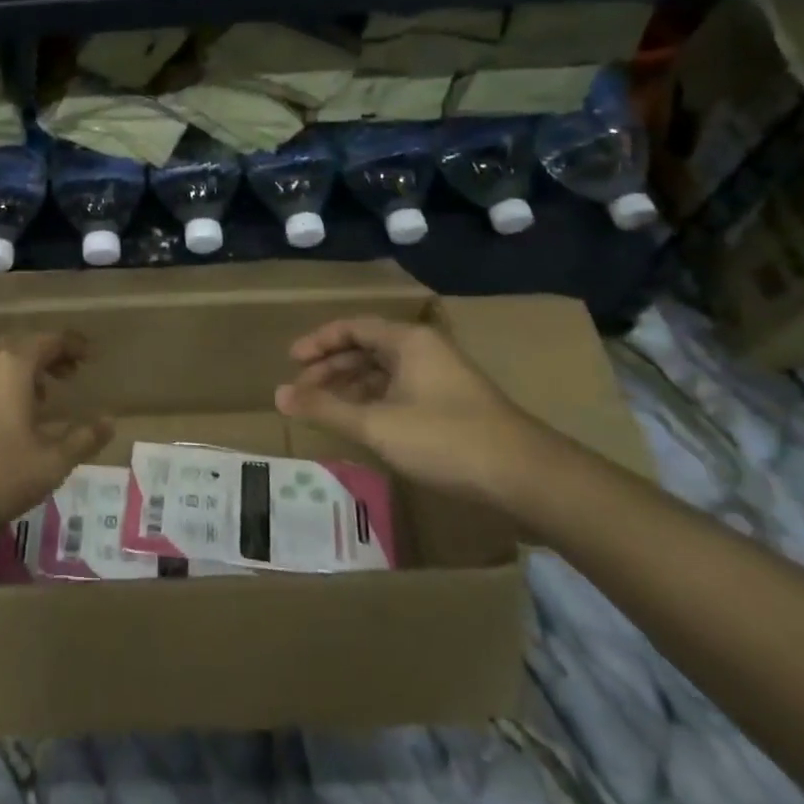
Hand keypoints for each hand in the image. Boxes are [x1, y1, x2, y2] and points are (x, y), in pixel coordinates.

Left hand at [0, 332, 110, 545]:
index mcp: (13, 363)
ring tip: (43, 396)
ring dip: (24, 370)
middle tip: (70, 373)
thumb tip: (110, 422)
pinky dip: (3, 383)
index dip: (74, 345)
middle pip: (23, 343)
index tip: (91, 356)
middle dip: (49, 355)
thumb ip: (82, 440)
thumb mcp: (48, 464)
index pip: (51, 339)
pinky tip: (8, 416)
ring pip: (0, 360)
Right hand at [275, 316, 551, 504]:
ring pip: (383, 371)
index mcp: (408, 341)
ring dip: (351, 386)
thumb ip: (325, 408)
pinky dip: (373, 402)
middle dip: (331, 367)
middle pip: (367, 348)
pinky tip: (361, 423)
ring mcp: (440, 377)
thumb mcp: (376, 424)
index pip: (352, 327)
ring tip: (325, 408)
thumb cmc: (445, 439)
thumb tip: (279, 395)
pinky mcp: (451, 404)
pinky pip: (399, 390)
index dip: (318, 342)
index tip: (291, 362)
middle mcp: (424, 350)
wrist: (525, 476)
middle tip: (302, 389)